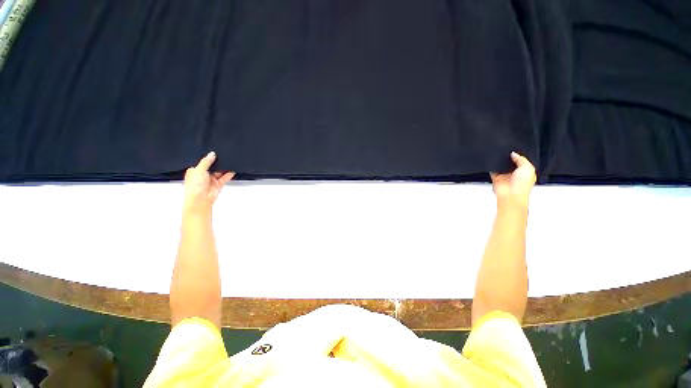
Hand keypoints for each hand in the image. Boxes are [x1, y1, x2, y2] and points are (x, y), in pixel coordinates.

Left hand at [183, 152, 234, 213]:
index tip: (215, 154)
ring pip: (220, 172)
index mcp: (195, 171)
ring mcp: (211, 180)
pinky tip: (232, 170)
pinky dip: (229, 174)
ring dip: (224, 169)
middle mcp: (203, 175)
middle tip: (223, 158)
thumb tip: (211, 154)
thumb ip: (206, 161)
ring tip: (229, 163)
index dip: (208, 158)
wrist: (201, 200)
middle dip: (218, 164)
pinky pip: (225, 177)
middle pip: (213, 166)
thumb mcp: (199, 170)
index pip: (203, 162)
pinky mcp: (218, 184)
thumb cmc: (194, 188)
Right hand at [490, 152, 535, 208]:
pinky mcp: (496, 179)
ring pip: (502, 166)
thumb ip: (521, 159)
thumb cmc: (522, 185)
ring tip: (500, 159)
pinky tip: (493, 164)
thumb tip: (513, 154)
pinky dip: (492, 167)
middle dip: (509, 159)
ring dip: (500, 163)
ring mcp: (505, 177)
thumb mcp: (528, 168)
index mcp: (526, 173)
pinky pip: (493, 171)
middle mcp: (515, 175)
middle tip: (508, 156)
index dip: (520, 157)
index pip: (523, 162)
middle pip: (511, 163)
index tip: (516, 151)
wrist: (511, 195)